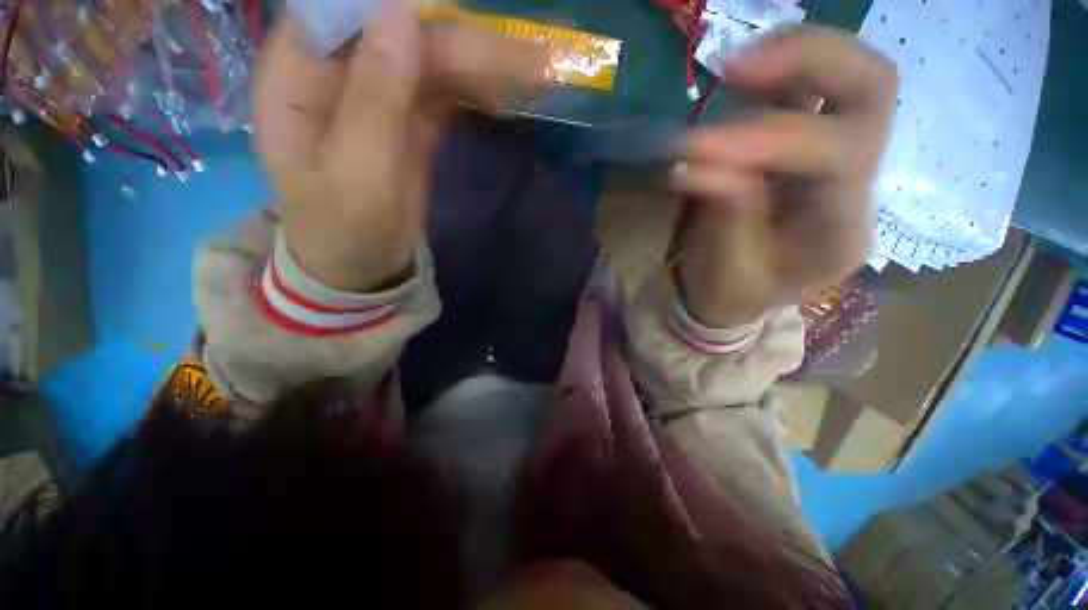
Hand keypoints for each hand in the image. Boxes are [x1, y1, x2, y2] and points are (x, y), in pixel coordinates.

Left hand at [253, 3, 550, 290]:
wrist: (363, 263)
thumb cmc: (345, 228)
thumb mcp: (358, 173)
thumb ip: (375, 98)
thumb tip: (401, 13)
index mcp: (301, 72)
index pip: (350, 7)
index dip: (409, 5)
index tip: (465, 14)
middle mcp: (342, 68)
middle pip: (409, 33)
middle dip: (470, 42)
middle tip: (535, 57)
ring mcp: (382, 92)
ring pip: (436, 60)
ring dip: (486, 66)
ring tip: (539, 73)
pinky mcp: (412, 118)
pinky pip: (447, 91)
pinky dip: (479, 91)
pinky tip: (507, 97)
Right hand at [672, 27, 897, 326]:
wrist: (739, 295)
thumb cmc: (731, 293)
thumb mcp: (723, 270)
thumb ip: (722, 215)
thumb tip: (697, 163)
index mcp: (840, 232)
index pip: (834, 156)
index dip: (763, 139)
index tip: (694, 148)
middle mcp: (858, 186)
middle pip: (874, 89)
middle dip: (810, 61)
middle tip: (736, 68)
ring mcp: (841, 160)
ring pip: (852, 74)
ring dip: (794, 55)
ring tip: (734, 69)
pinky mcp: (813, 148)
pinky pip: (814, 88)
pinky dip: (781, 69)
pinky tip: (741, 78)